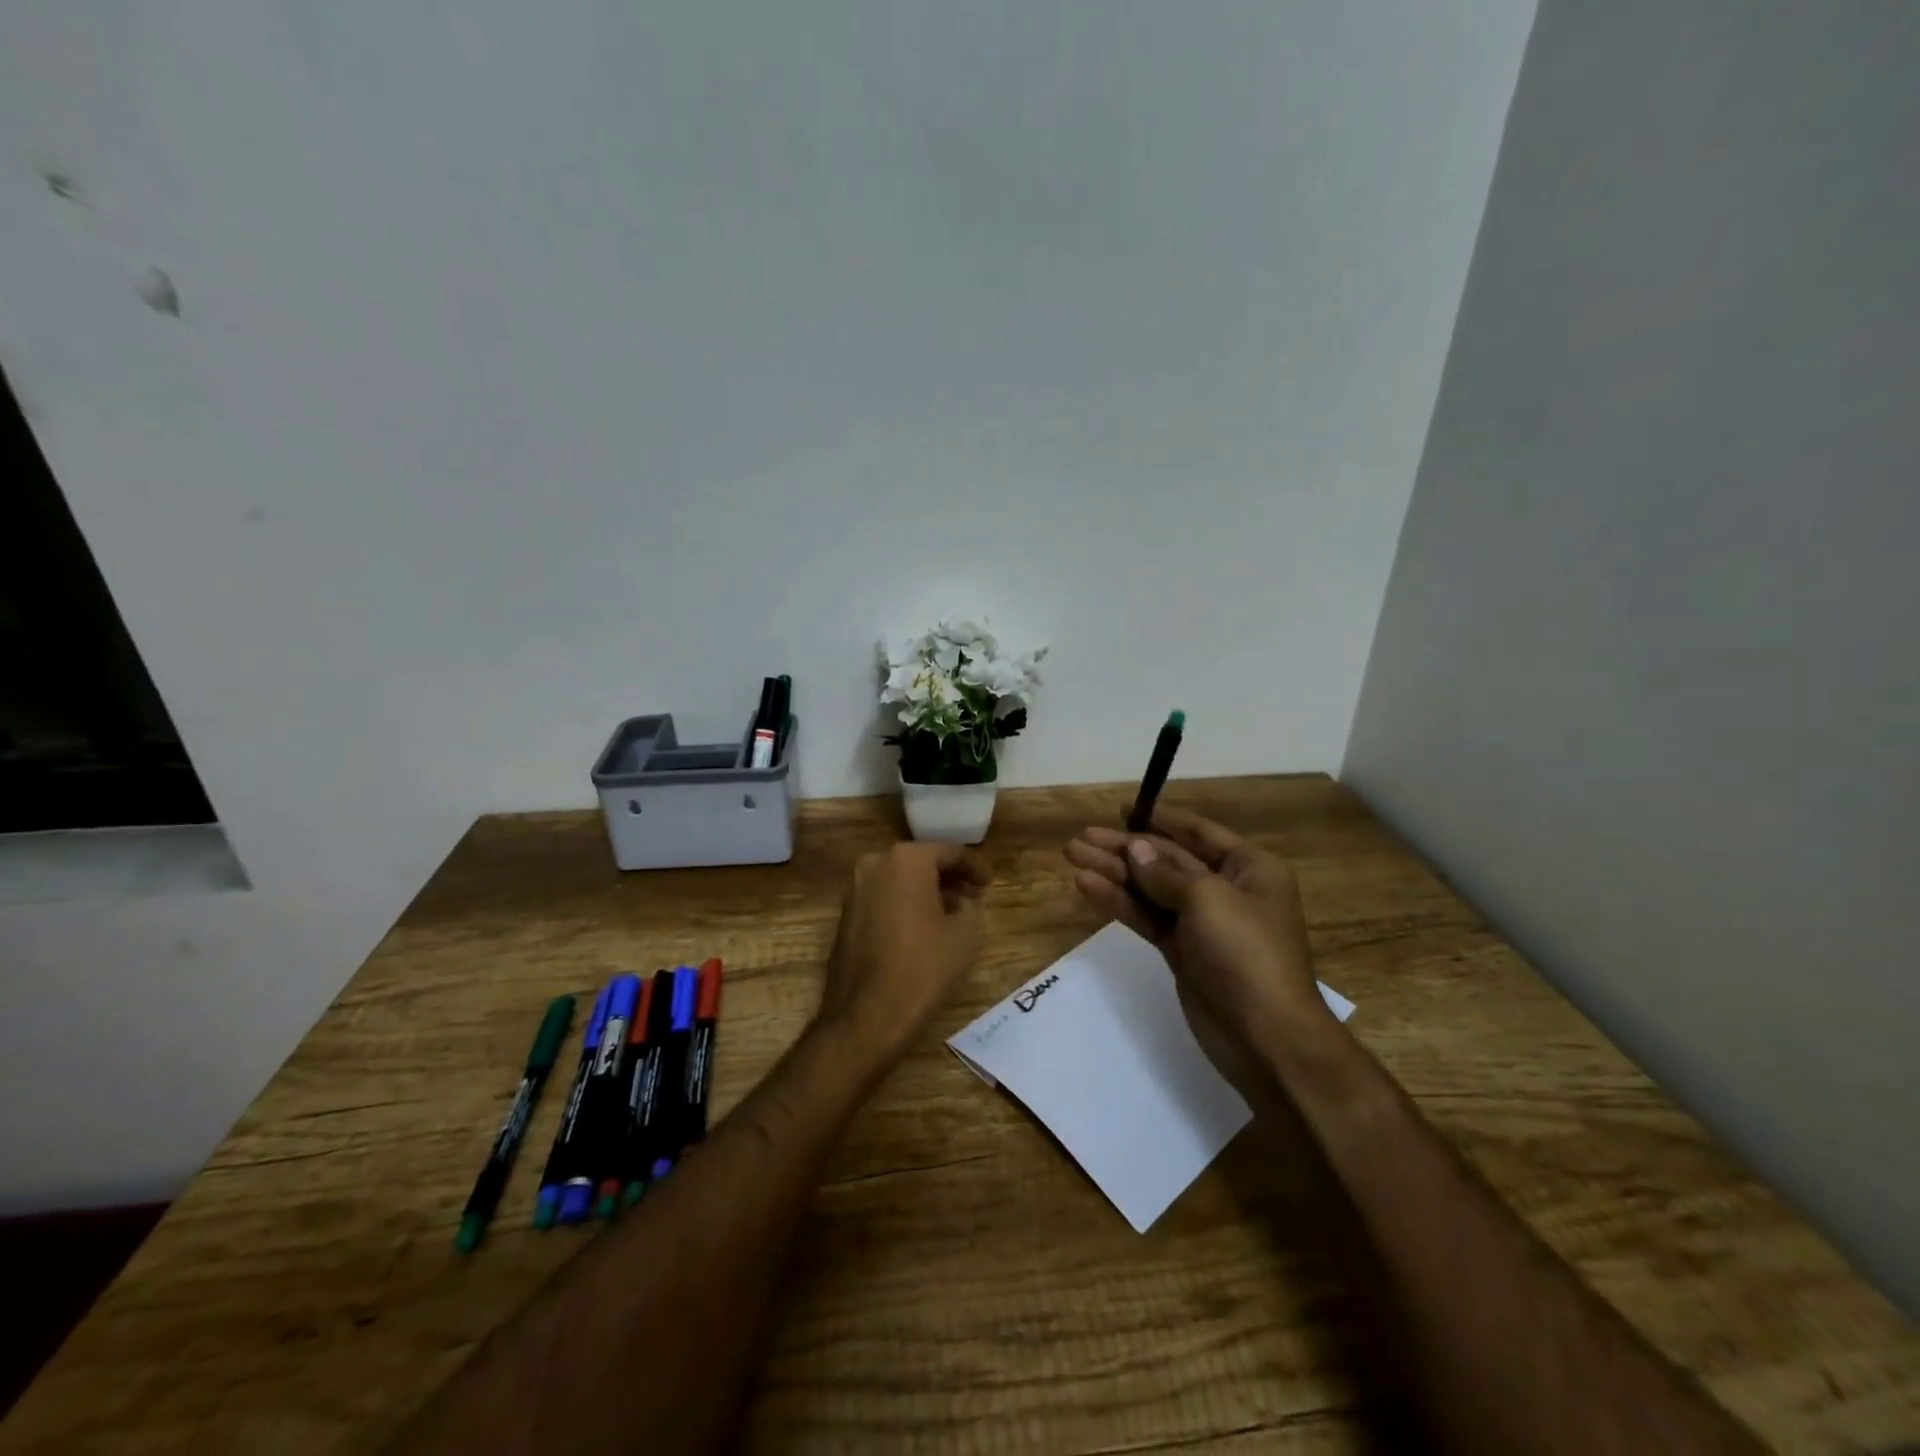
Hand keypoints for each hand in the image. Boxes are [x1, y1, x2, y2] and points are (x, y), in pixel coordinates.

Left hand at [816, 841, 988, 1057]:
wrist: (865, 1016)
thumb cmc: (923, 968)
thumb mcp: (965, 935)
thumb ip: (968, 907)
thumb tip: (960, 902)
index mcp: (906, 860)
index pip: (949, 852)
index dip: (974, 866)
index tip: (989, 883)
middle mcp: (875, 864)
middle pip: (921, 862)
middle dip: (948, 877)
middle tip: (973, 895)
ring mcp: (855, 889)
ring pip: (899, 880)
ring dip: (925, 890)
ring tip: (951, 912)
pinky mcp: (845, 915)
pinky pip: (883, 898)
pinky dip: (904, 904)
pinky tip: (922, 926)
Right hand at [1065, 807, 1331, 1060]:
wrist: (1265, 1038)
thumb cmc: (1245, 953)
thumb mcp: (1207, 899)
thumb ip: (1164, 872)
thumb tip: (1134, 849)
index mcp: (1248, 868)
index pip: (1198, 831)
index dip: (1160, 818)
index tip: (1122, 809)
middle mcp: (1225, 889)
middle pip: (1167, 859)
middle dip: (1124, 847)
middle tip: (1080, 838)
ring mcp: (1201, 923)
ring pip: (1151, 888)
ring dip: (1113, 872)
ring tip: (1072, 855)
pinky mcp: (1181, 951)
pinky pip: (1146, 916)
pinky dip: (1118, 902)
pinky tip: (1087, 886)